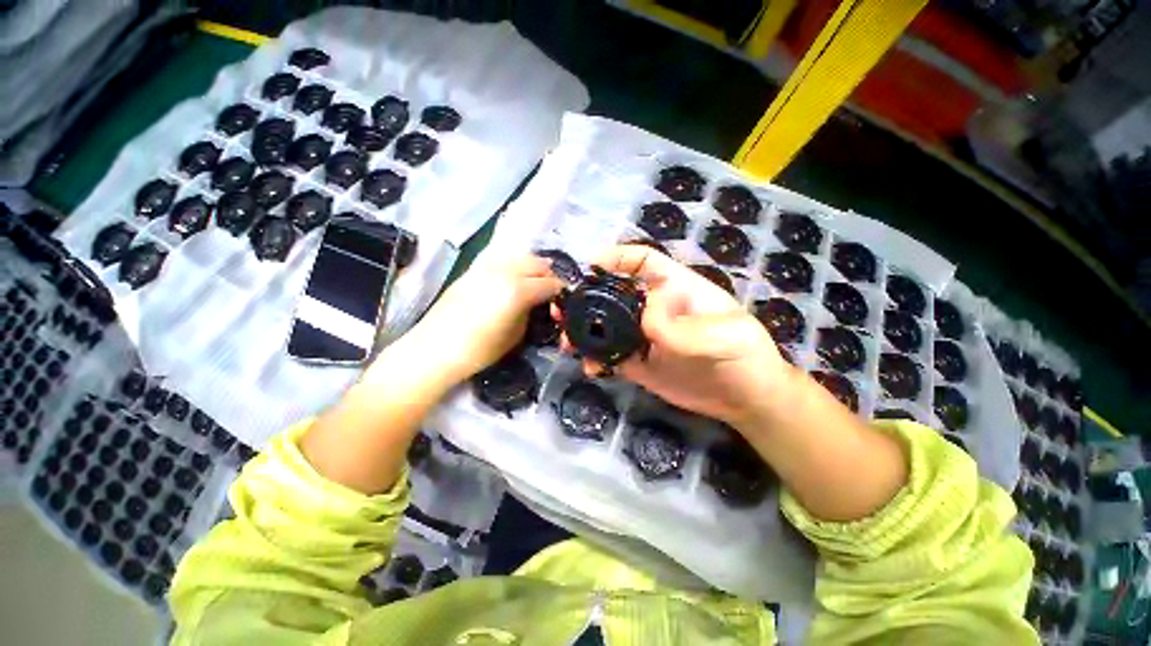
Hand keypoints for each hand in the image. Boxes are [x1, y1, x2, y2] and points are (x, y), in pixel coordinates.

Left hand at [402, 250, 563, 386]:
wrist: (434, 349)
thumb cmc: (479, 350)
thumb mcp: (515, 335)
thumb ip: (530, 312)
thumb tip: (537, 302)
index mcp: (517, 291)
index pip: (548, 284)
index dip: (560, 290)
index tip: (564, 298)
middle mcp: (504, 272)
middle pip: (536, 263)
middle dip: (548, 274)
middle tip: (551, 288)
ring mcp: (486, 267)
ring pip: (518, 256)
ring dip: (532, 265)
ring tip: (535, 279)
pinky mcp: (472, 270)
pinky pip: (500, 259)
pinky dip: (513, 264)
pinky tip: (513, 275)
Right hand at [565, 245, 793, 426]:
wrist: (746, 399)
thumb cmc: (745, 356)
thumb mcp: (723, 335)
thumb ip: (680, 326)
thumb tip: (643, 314)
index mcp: (676, 289)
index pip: (644, 261)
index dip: (618, 257)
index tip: (591, 264)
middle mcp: (655, 309)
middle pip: (614, 294)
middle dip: (587, 297)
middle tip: (563, 309)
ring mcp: (644, 337)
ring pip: (607, 326)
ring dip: (585, 330)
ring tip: (567, 340)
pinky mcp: (639, 363)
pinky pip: (611, 356)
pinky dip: (596, 359)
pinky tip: (590, 367)